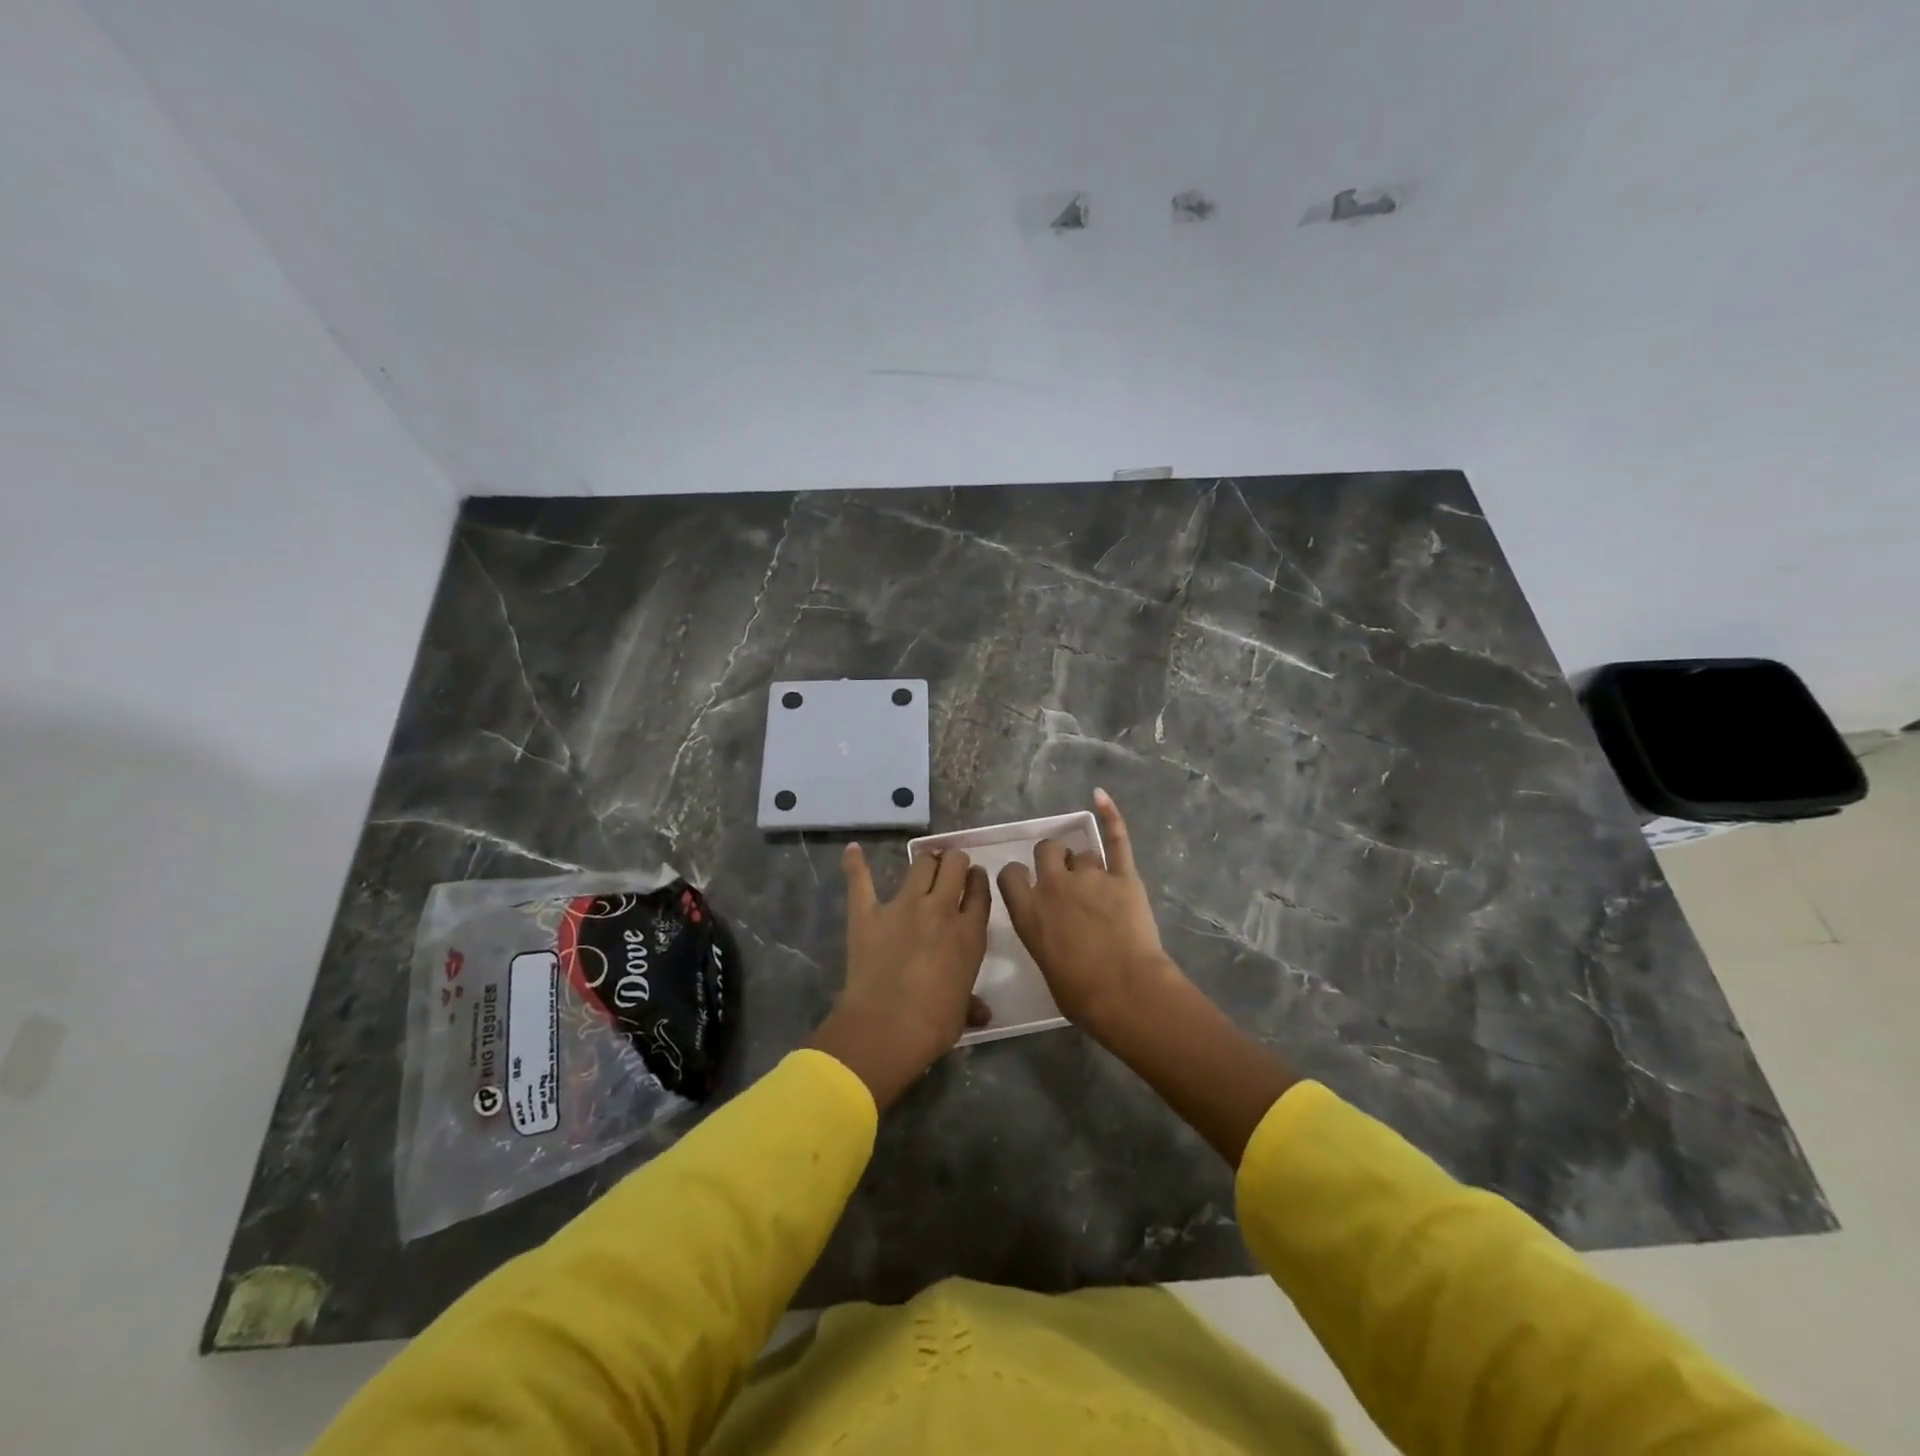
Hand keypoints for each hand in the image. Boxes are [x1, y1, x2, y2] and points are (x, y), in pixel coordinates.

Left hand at [806, 843, 991, 1109]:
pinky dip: (856, 864)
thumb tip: (982, 1012)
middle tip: (950, 869)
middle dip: (954, 861)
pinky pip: (861, 881)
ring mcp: (903, 906)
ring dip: (926, 861)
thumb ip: (971, 1003)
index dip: (977, 880)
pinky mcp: (868, 912)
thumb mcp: (961, 1011)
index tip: (974, 878)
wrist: (888, 1027)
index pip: (979, 892)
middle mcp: (940, 909)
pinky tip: (853, 851)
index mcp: (969, 933)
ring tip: (925, 865)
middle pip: (953, 865)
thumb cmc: (934, 1025)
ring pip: (921, 863)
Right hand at [997, 789, 1182, 1036]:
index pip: (1010, 874)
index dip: (1018, 876)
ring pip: (1082, 853)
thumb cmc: (1081, 995)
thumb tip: (1053, 931)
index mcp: (1028, 912)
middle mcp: (1053, 886)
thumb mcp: (1045, 965)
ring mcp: (1090, 877)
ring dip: (1085, 864)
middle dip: (1053, 859)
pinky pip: (1116, 840)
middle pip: (1046, 850)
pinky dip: (1110, 816)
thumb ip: (1043, 936)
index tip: (1026, 883)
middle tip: (1065, 881)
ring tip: (1097, 884)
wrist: (1125, 992)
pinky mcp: (1123, 877)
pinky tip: (1101, 796)